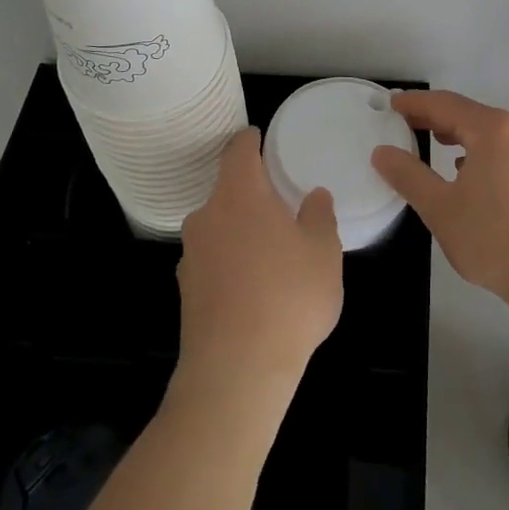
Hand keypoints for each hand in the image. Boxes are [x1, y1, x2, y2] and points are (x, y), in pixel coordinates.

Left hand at [174, 128, 343, 406]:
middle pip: (227, 190)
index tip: (260, 138)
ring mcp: (191, 254)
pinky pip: (212, 260)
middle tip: (281, 205)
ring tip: (271, 253)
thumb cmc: (288, 298)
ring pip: (219, 227)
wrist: (236, 371)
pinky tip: (254, 288)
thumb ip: (319, 216)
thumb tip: (313, 196)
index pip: (238, 150)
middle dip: (252, 194)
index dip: (250, 140)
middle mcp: (207, 216)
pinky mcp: (186, 289)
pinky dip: (231, 262)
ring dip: (241, 230)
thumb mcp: (323, 253)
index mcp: (239, 194)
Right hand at [371, 90, 508, 309]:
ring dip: (463, 136)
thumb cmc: (497, 240)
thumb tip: (382, 152)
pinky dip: (486, 152)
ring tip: (438, 146)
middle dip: (438, 119)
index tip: (392, 105)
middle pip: (471, 115)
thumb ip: (408, 176)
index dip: (415, 104)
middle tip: (408, 126)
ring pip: (494, 133)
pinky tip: (475, 175)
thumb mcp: (441, 209)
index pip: (445, 104)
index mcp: (494, 129)